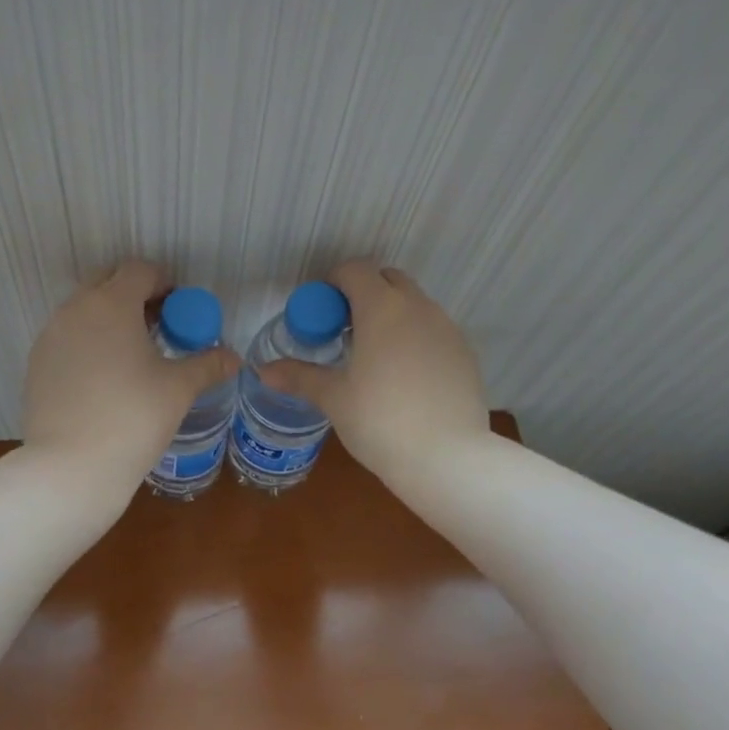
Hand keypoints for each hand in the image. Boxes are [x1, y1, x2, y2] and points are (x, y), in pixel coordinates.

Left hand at [22, 261, 239, 487]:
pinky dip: (88, 343)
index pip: (140, 270)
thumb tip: (233, 358)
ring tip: (132, 355)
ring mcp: (50, 336)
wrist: (71, 466)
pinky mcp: (36, 363)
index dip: (164, 284)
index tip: (180, 311)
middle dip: (135, 297)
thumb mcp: (178, 389)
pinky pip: (67, 338)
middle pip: (108, 283)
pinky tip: (104, 379)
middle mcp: (75, 309)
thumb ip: (207, 364)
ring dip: (110, 319)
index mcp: (111, 303)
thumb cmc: (133, 418)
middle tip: (158, 328)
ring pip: (84, 310)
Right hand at [260, 260, 489, 479]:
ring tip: (374, 356)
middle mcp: (418, 307)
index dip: (334, 283)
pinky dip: (415, 337)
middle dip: (364, 293)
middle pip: (388, 279)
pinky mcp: (465, 353)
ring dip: (392, 314)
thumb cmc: (380, 421)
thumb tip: (262, 370)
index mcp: (382, 308)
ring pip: (414, 304)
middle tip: (344, 331)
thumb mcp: (334, 398)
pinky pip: (434, 330)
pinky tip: (405, 377)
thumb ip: (299, 377)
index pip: (355, 270)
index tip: (321, 312)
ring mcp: (448, 329)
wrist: (448, 459)